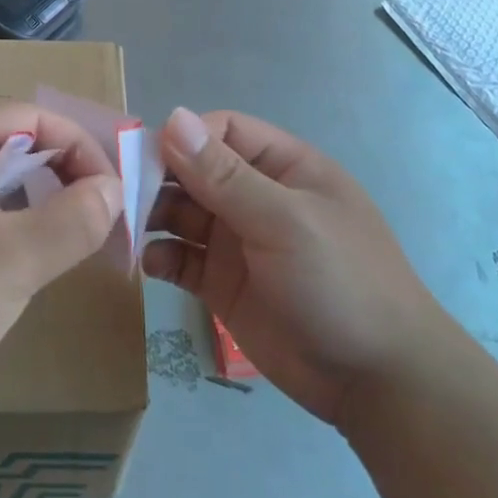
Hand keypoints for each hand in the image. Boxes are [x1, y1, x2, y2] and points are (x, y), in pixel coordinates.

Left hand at [0, 103, 123, 415]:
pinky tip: (20, 263)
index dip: (82, 150)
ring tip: (67, 245)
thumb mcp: (15, 260)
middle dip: (63, 178)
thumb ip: (76, 219)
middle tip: (99, 223)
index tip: (115, 196)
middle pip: (13, 144)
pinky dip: (6, 225)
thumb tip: (113, 189)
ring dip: (37, 205)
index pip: (33, 118)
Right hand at [144, 108, 431, 424]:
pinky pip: (181, 260)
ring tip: (127, 229)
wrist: (376, 380)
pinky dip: (161, 257)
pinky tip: (153, 267)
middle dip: (159, 179)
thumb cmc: (340, 282)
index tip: (146, 159)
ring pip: (181, 214)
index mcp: (283, 168)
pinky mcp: (223, 285)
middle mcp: (256, 198)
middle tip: (121, 197)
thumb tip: (172, 117)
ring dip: (153, 217)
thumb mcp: (284, 221)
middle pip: (195, 171)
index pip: (222, 132)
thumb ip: (225, 175)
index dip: (184, 138)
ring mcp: (238, 242)